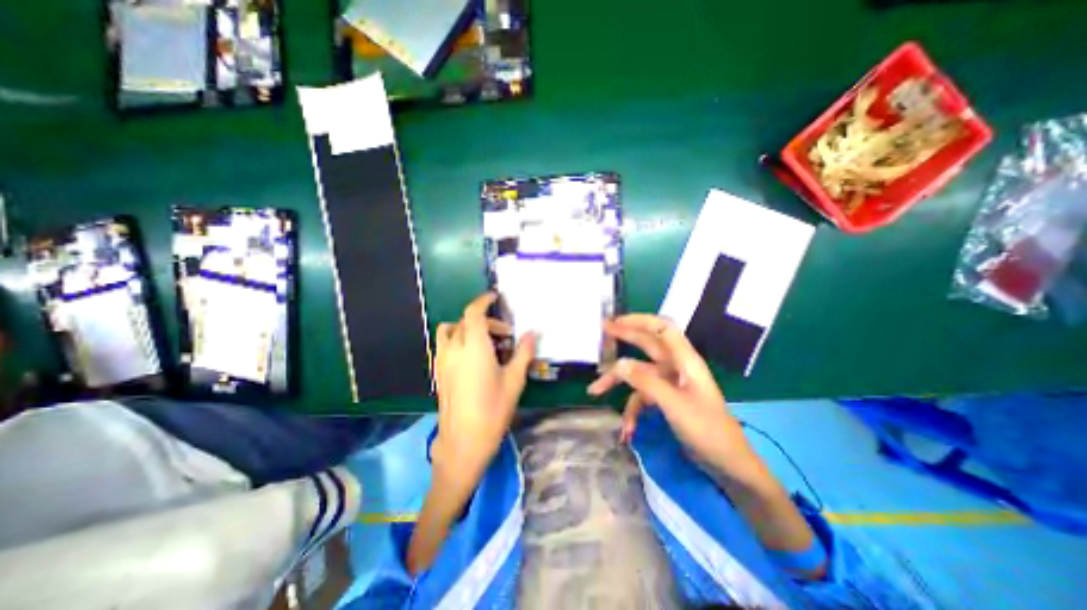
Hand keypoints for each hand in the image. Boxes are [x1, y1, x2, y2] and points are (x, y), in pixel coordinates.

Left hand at [432, 291, 536, 489]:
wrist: (463, 441)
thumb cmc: (493, 409)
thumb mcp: (514, 380)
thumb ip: (523, 352)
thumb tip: (532, 333)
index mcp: (474, 347)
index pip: (473, 313)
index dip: (483, 301)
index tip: (494, 297)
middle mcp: (454, 349)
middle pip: (465, 321)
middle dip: (485, 320)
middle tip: (505, 334)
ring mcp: (443, 361)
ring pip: (449, 331)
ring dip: (465, 327)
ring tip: (484, 341)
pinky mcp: (439, 373)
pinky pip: (444, 346)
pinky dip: (457, 340)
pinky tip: (472, 357)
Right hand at [587, 315, 748, 465]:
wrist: (727, 464)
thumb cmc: (707, 430)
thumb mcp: (674, 405)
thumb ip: (646, 382)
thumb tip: (618, 364)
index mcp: (684, 360)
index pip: (662, 328)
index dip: (639, 320)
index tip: (615, 321)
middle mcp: (676, 366)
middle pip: (647, 344)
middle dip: (624, 338)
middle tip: (601, 333)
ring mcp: (670, 383)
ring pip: (638, 373)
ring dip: (618, 382)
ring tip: (595, 391)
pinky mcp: (666, 398)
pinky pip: (642, 396)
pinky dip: (632, 409)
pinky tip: (627, 429)